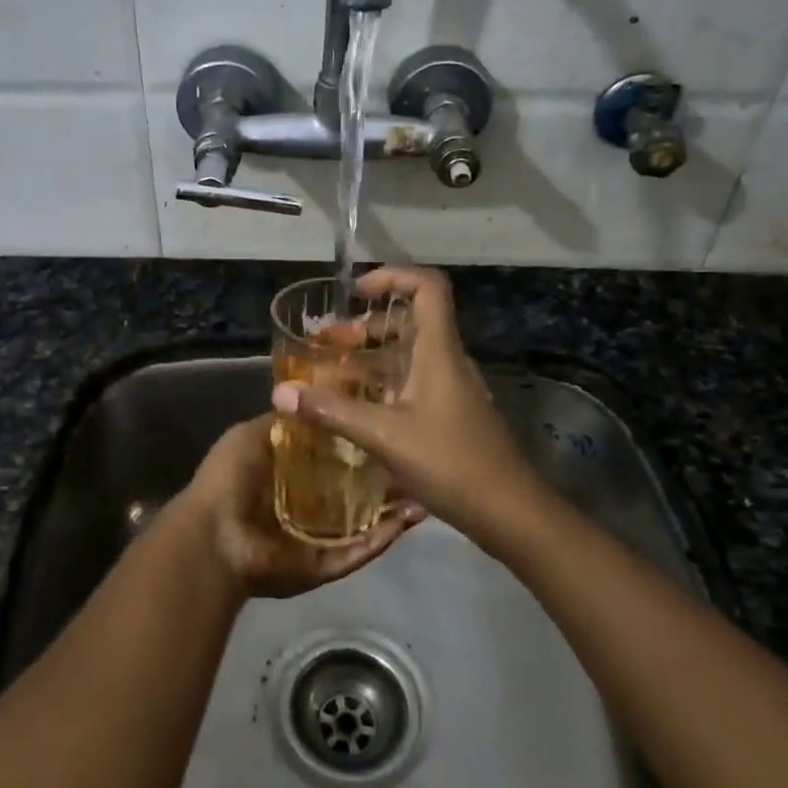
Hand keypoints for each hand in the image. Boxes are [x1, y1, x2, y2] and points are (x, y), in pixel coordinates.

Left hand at [180, 416, 422, 598]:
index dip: (356, 445)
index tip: (386, 427)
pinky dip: (383, 539)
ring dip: (392, 511)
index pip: (330, 461)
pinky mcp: (324, 566)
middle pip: (351, 494)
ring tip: (423, 492)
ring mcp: (315, 540)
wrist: (214, 536)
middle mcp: (304, 509)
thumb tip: (314, 402)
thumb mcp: (253, 435)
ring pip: (363, 525)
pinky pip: (358, 553)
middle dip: (381, 481)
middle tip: (414, 461)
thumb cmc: (229, 479)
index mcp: (286, 478)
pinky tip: (410, 520)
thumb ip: (286, 423)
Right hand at [270, 267, 549, 546]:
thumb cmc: (450, 461)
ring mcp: (451, 389)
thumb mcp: (384, 435)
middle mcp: (447, 361)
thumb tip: (280, 392)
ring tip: (332, 376)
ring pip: (409, 355)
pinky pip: (412, 383)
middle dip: (366, 326)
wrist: (508, 511)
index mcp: (438, 351)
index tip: (356, 292)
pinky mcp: (450, 414)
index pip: (427, 287)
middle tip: (328, 345)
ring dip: (371, 358)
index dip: (393, 276)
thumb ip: (332, 411)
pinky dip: (383, 384)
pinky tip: (357, 410)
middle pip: (410, 321)